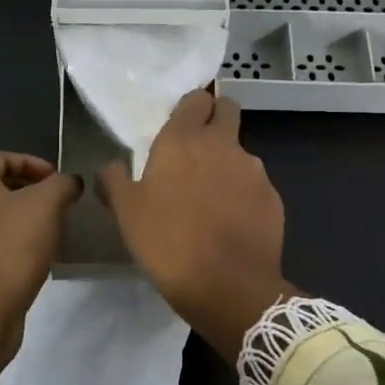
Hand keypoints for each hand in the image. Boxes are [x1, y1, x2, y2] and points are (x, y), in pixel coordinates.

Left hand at [0, 151, 82, 363]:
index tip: (56, 178)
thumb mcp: (46, 207)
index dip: (30, 162)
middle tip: (55, 202)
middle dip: (27, 190)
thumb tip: (70, 181)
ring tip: (47, 230)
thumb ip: (61, 185)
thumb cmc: (11, 249)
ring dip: (18, 217)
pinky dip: (7, 242)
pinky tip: (30, 256)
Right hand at [99, 90, 292, 360]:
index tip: (181, 124)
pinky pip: (255, 185)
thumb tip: (111, 166)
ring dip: (228, 162)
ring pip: (242, 150)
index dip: (191, 107)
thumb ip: (115, 180)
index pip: (196, 98)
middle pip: (227, 110)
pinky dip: (244, 194)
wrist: (227, 286)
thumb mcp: (126, 213)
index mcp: (184, 139)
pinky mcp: (273, 197)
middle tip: (198, 148)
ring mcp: (254, 170)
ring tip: (212, 197)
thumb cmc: (168, 242)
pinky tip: (231, 222)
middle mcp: (223, 144)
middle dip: (216, 118)